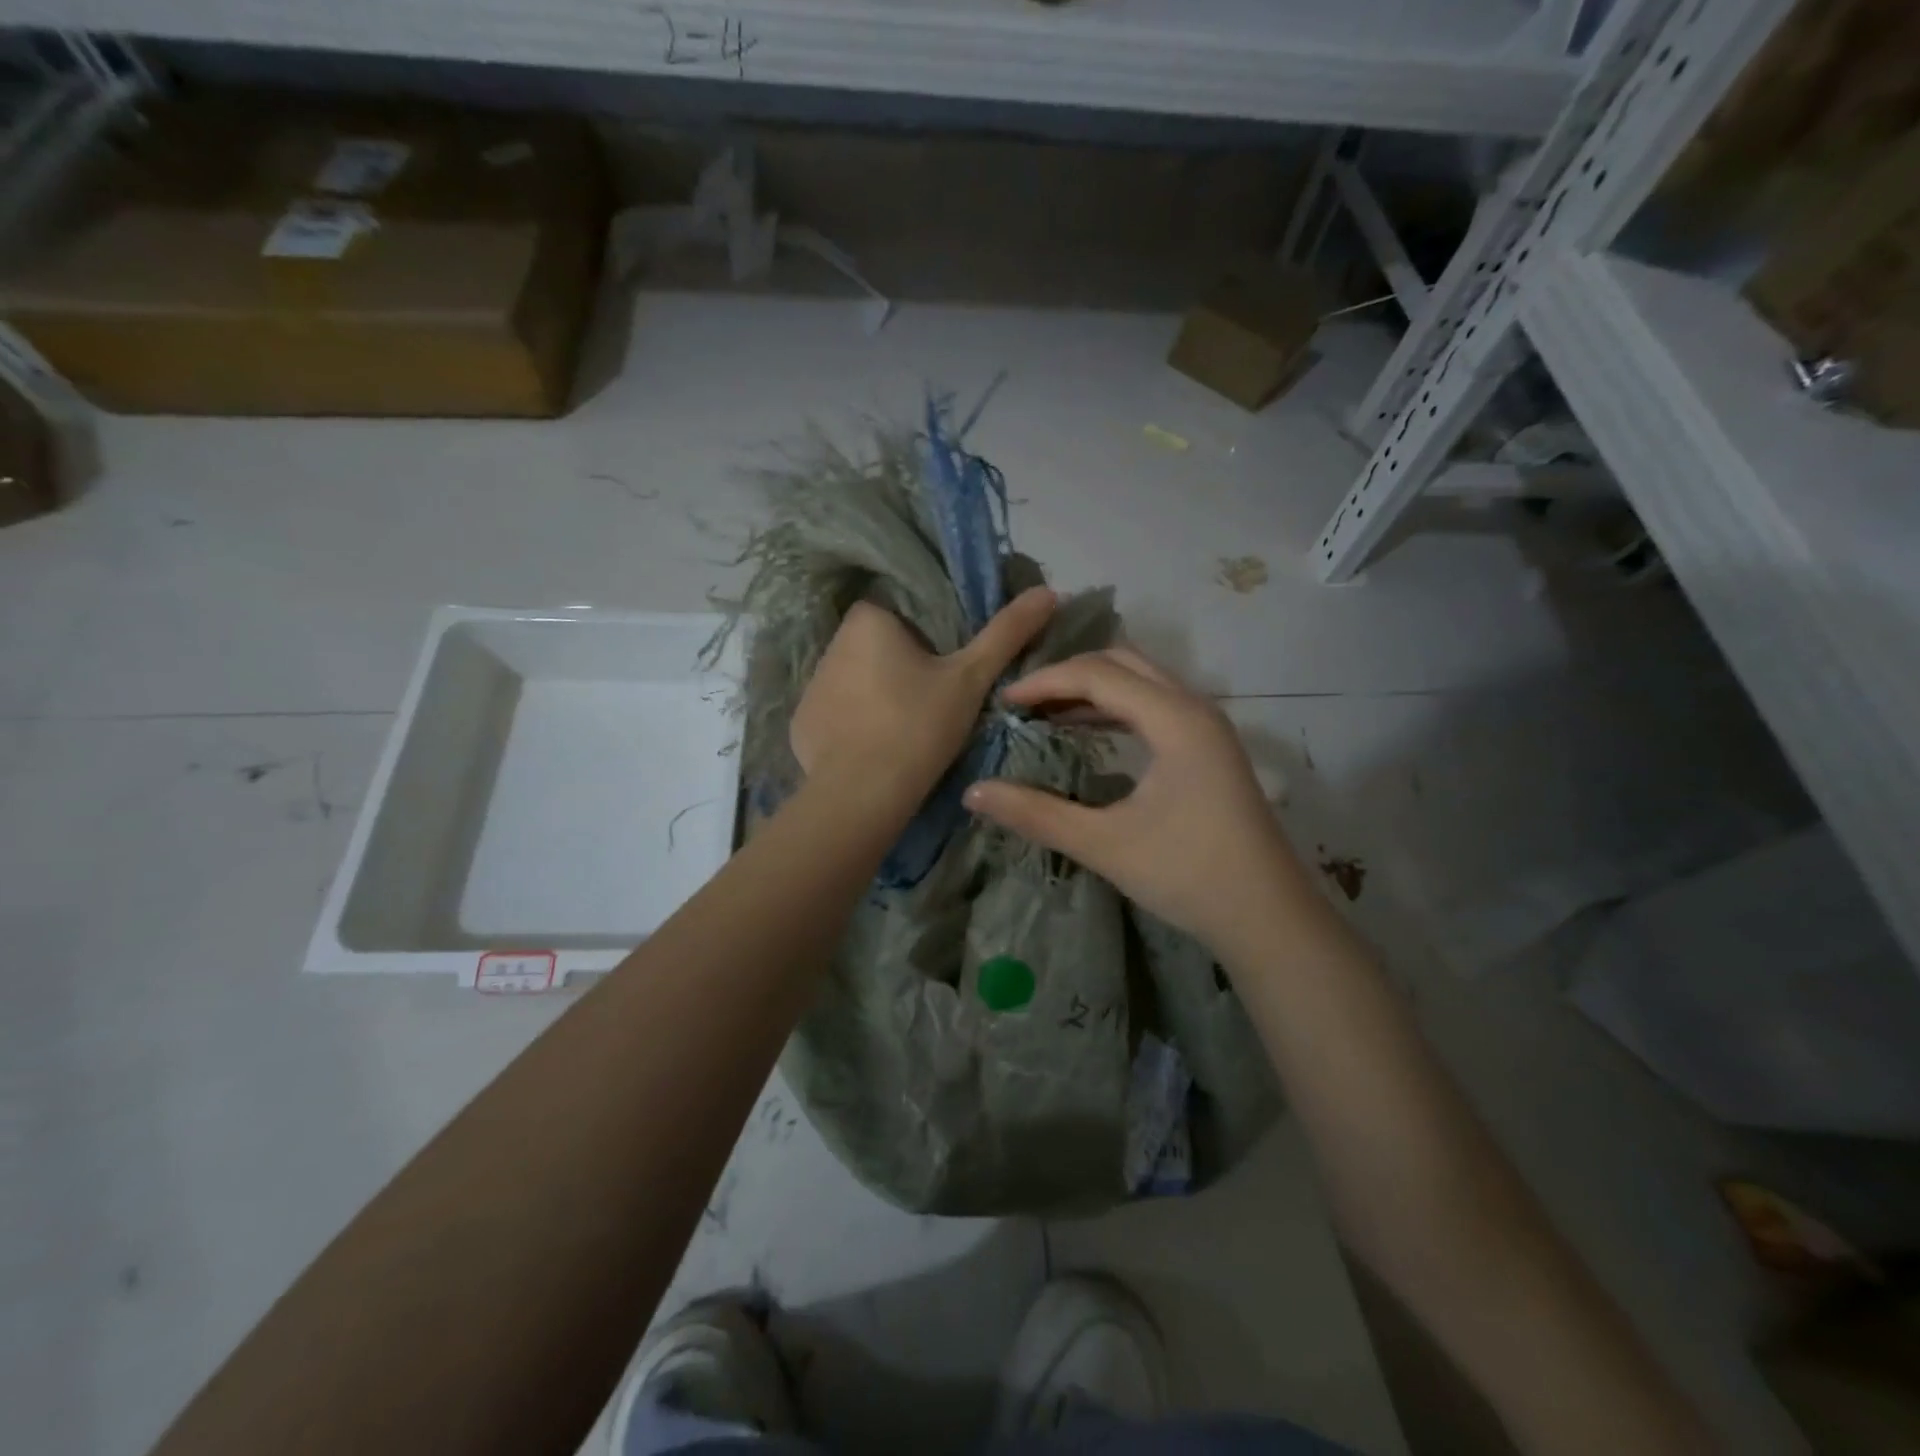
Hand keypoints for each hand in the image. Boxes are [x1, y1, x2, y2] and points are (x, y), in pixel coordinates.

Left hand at [791, 586, 1056, 814]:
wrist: (864, 792)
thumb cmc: (919, 724)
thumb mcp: (971, 678)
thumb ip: (1006, 632)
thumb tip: (1050, 591)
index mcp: (867, 620)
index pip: (900, 614)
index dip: (925, 639)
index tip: (944, 670)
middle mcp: (831, 644)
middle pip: (877, 647)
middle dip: (900, 667)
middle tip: (931, 703)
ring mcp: (811, 687)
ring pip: (855, 681)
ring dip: (876, 696)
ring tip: (905, 732)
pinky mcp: (801, 725)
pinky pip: (835, 715)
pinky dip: (854, 727)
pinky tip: (875, 750)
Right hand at [964, 647, 1310, 951]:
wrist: (1268, 918)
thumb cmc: (1188, 875)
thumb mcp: (1104, 844)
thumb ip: (1036, 814)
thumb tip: (973, 792)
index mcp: (1175, 719)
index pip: (1097, 674)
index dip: (1045, 682)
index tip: (1003, 702)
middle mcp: (1194, 708)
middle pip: (1122, 664)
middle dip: (1068, 675)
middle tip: (1022, 701)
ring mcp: (1206, 727)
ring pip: (1141, 682)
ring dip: (1092, 690)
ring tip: (1044, 713)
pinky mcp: (1208, 749)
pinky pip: (1153, 707)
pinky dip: (1114, 709)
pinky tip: (1086, 734)